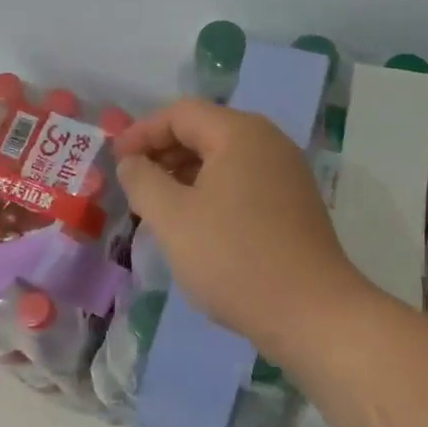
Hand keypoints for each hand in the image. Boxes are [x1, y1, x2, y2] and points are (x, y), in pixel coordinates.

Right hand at [113, 98, 368, 349]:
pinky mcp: (295, 204)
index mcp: (241, 133)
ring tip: (158, 206)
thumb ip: (142, 180)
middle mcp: (269, 142)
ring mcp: (287, 173)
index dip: (142, 132)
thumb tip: (131, 161)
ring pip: (225, 158)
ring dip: (186, 174)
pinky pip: (244, 181)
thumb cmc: (234, 258)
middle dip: (163, 152)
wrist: (312, 313)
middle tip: (133, 184)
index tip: (115, 162)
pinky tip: (196, 224)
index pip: (181, 113)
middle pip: (205, 131)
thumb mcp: (172, 218)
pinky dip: (212, 191)